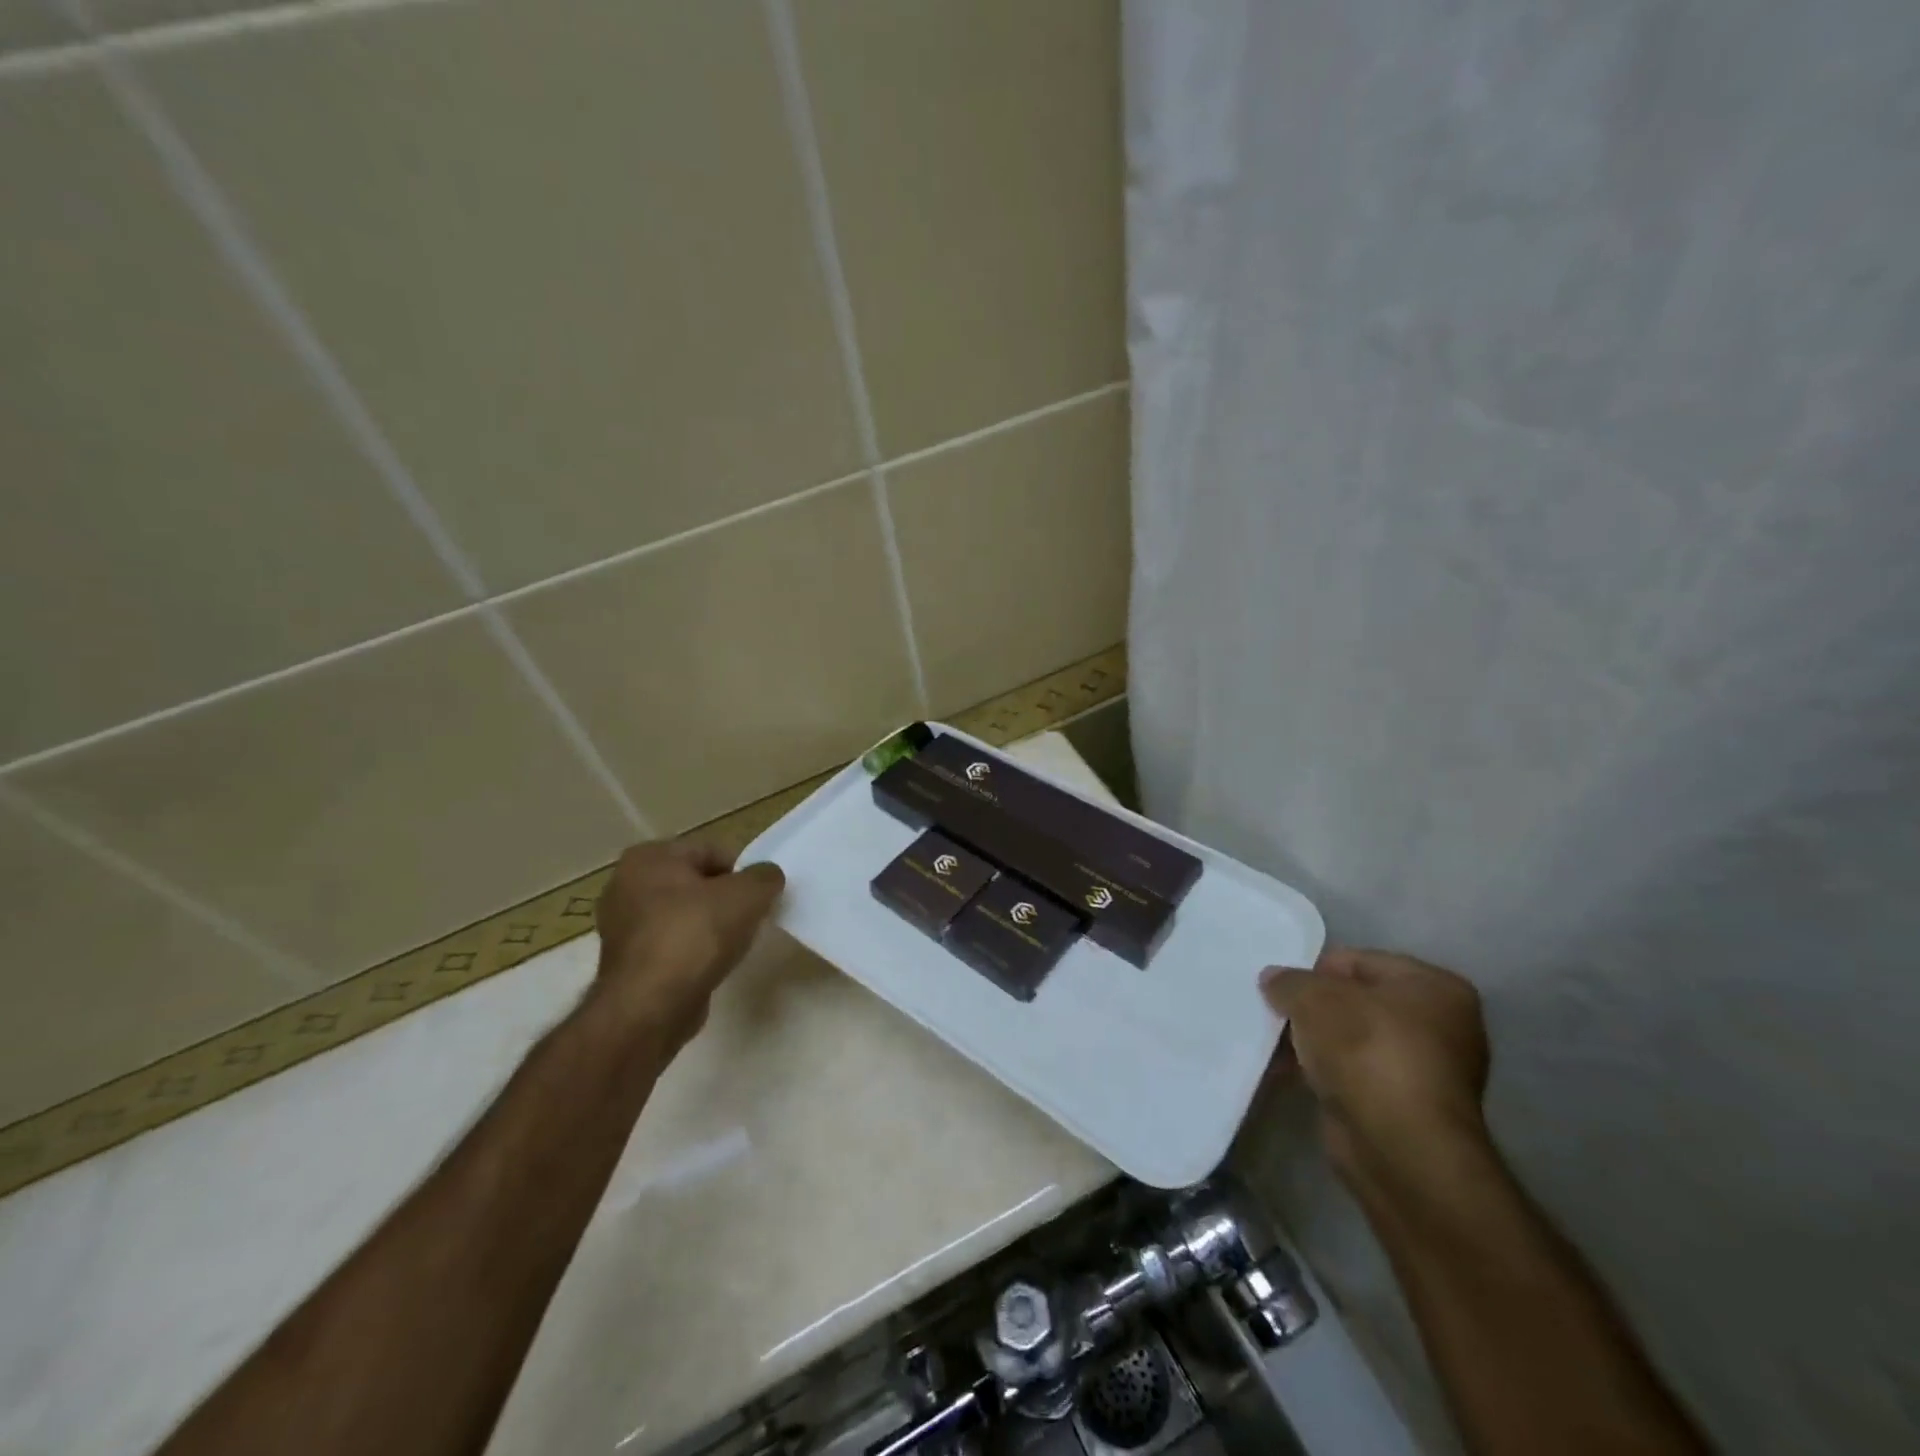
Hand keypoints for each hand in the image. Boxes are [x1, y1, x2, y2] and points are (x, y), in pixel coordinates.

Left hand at [591, 840, 785, 1050]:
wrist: (651, 1006)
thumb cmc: (696, 935)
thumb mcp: (748, 895)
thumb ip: (765, 877)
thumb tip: (767, 877)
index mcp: (649, 857)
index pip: (710, 851)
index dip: (741, 872)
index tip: (758, 897)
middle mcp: (625, 885)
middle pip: (695, 883)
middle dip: (724, 899)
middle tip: (749, 919)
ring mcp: (621, 926)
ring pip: (682, 915)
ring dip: (708, 926)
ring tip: (731, 945)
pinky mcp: (626, 963)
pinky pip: (671, 945)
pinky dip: (691, 951)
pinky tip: (709, 966)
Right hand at [1260, 948, 1489, 1184]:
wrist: (1398, 1147)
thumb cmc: (1366, 1051)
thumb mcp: (1314, 998)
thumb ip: (1289, 981)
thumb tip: (1273, 979)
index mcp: (1435, 987)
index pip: (1360, 961)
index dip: (1315, 970)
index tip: (1283, 987)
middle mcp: (1442, 1025)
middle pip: (1357, 1001)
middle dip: (1314, 1008)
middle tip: (1276, 1013)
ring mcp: (1426, 1070)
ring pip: (1353, 1039)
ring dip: (1315, 1041)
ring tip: (1274, 1045)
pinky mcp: (1405, 1107)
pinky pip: (1354, 1074)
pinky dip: (1325, 1072)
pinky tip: (1289, 1073)